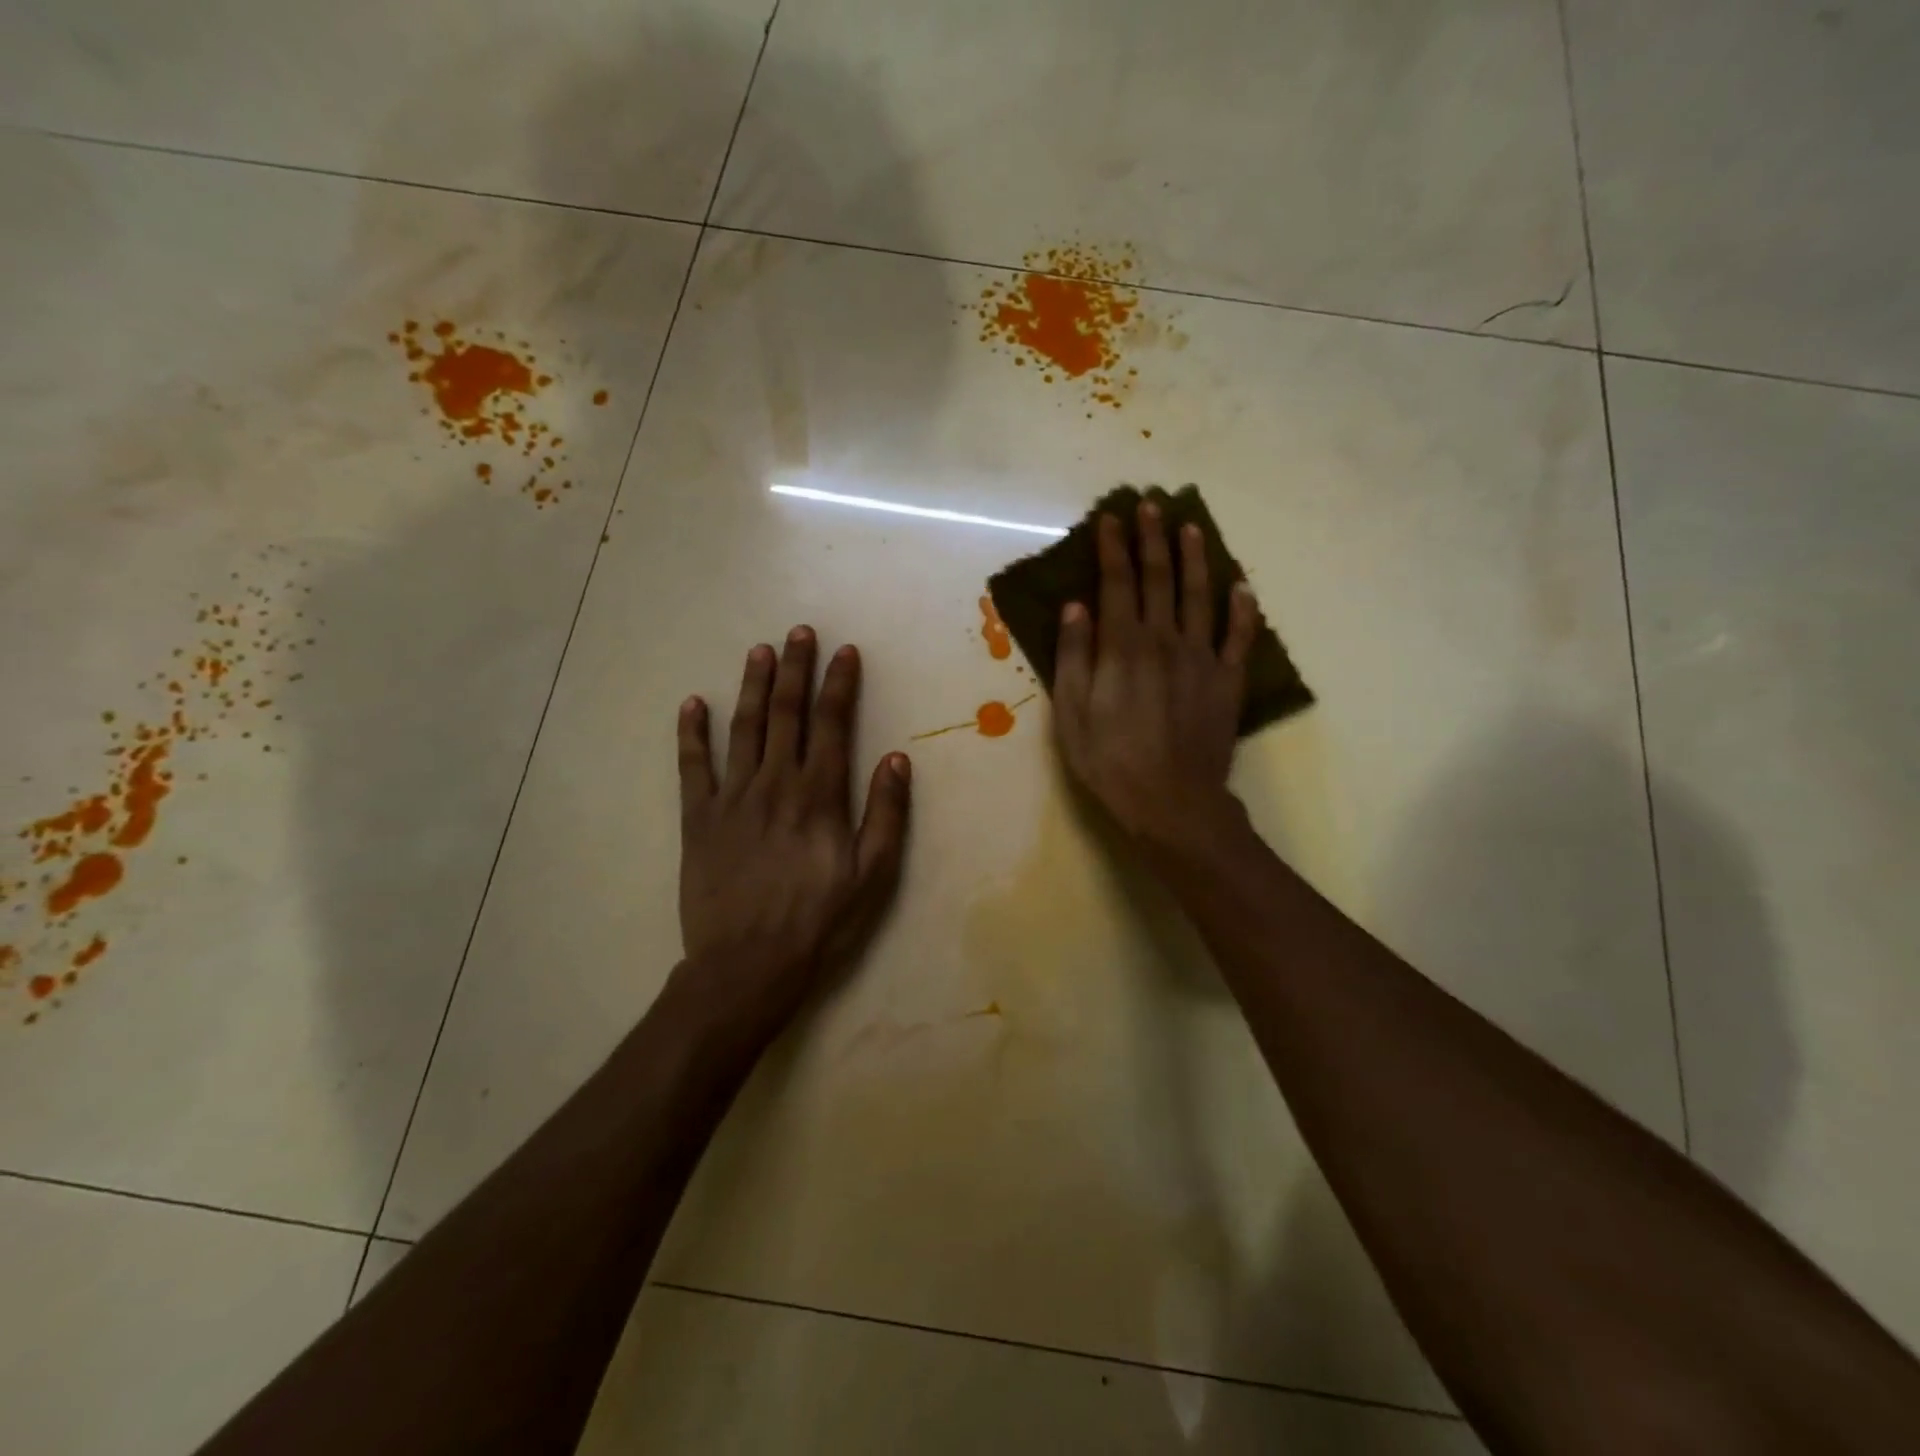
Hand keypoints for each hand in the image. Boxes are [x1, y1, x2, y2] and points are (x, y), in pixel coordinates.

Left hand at [677, 627, 910, 1027]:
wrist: (746, 966)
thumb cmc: (819, 923)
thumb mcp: (872, 877)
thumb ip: (887, 815)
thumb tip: (897, 758)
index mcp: (820, 796)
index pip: (832, 725)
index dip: (839, 685)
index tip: (844, 652)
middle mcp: (775, 784)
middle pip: (786, 714)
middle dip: (795, 669)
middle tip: (799, 633)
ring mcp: (732, 798)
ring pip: (744, 728)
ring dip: (752, 686)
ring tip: (759, 651)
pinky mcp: (698, 819)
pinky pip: (693, 766)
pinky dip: (692, 733)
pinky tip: (694, 704)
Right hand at [1053, 501, 1260, 850]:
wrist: (1171, 801)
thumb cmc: (1109, 761)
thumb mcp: (1072, 713)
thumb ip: (1074, 656)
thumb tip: (1076, 606)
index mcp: (1123, 646)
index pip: (1117, 583)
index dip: (1114, 548)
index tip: (1112, 517)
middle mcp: (1164, 640)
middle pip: (1159, 579)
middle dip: (1153, 539)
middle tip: (1152, 505)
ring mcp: (1201, 658)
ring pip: (1200, 596)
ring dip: (1195, 559)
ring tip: (1192, 528)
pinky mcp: (1227, 681)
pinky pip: (1238, 637)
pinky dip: (1242, 609)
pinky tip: (1241, 586)